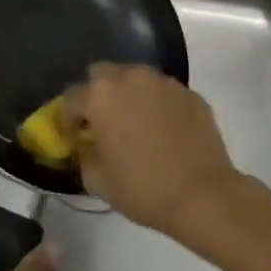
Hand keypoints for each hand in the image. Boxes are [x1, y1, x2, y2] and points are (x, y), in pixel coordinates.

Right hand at [61, 63, 246, 241]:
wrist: (204, 195)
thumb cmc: (144, 188)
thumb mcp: (98, 180)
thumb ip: (83, 155)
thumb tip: (85, 144)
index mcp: (101, 95)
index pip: (70, 98)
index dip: (66, 119)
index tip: (72, 138)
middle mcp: (130, 77)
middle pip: (101, 75)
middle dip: (96, 95)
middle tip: (102, 124)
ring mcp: (163, 82)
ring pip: (134, 79)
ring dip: (128, 96)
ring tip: (135, 125)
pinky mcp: (189, 93)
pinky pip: (162, 92)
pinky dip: (156, 105)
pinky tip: (163, 131)